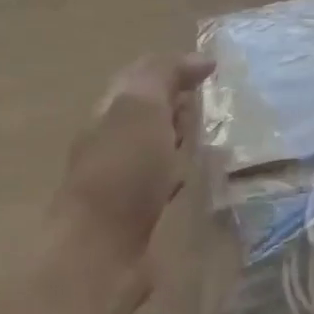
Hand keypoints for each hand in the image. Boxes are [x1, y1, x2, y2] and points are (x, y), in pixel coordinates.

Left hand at [50, 54, 213, 264]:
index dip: (173, 69)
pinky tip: (195, 177)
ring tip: (212, 134)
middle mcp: (111, 142)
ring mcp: (122, 180)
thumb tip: (200, 60)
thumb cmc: (122, 174)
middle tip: (213, 99)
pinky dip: (179, 170)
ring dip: (179, 136)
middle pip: (146, 112)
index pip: (140, 77)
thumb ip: (164, 76)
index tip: (213, 70)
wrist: (100, 253)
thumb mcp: (141, 108)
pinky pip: (162, 179)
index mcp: (108, 112)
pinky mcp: (137, 213)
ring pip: (155, 146)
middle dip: (176, 101)